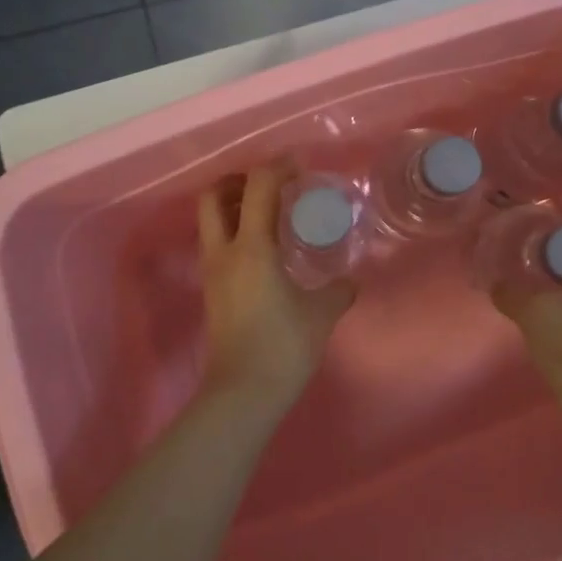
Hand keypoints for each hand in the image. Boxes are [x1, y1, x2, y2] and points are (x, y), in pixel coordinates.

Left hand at [197, 163, 356, 410]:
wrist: (243, 393)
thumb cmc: (283, 346)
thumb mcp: (321, 314)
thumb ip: (338, 290)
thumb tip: (350, 282)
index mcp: (252, 247)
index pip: (257, 187)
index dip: (278, 167)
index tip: (300, 166)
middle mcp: (224, 252)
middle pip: (213, 196)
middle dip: (239, 180)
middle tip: (272, 184)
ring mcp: (213, 272)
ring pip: (211, 221)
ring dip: (234, 205)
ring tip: (270, 212)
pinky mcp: (212, 290)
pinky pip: (218, 243)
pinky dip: (236, 230)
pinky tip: (266, 247)